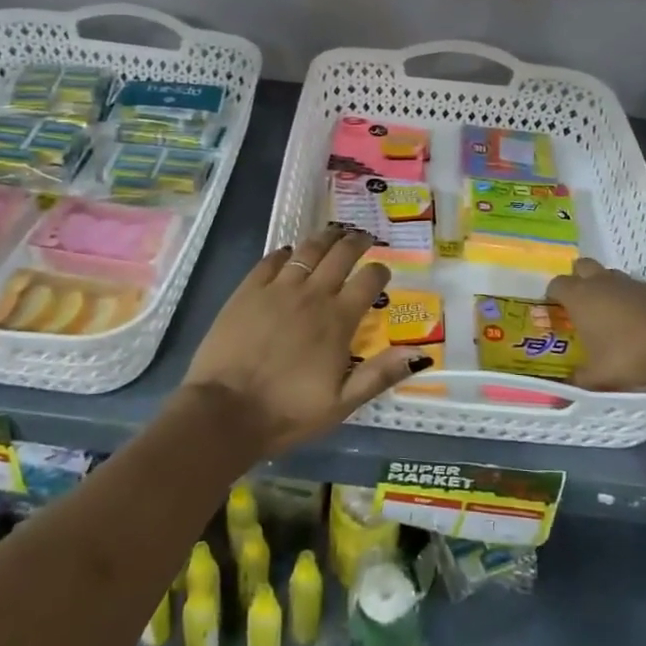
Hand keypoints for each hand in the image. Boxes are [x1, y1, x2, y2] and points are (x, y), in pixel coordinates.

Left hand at [182, 226, 432, 455]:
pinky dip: (284, 252)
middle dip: (356, 242)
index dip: (380, 271)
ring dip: (324, 238)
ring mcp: (277, 289)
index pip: (368, 281)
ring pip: (307, 250)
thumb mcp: (341, 404)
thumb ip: (380, 374)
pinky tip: (288, 252)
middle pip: (340, 255)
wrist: (225, 411)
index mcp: (338, 320)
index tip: (383, 270)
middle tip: (362, 238)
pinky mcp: (248, 290)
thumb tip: (421, 354)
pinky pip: (270, 260)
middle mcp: (312, 295)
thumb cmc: (287, 413)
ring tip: (333, 233)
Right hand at [546, 257, 645, 390]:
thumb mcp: (600, 375)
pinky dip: (629, 298)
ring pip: (608, 275)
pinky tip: (636, 321)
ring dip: (604, 288)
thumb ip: (581, 379)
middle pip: (581, 267)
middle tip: (579, 304)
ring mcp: (628, 281)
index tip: (555, 310)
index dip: (553, 295)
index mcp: (579, 296)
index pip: (556, 284)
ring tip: (608, 314)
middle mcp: (600, 282)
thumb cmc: (630, 352)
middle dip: (577, 280)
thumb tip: (567, 386)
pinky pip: (632, 287)